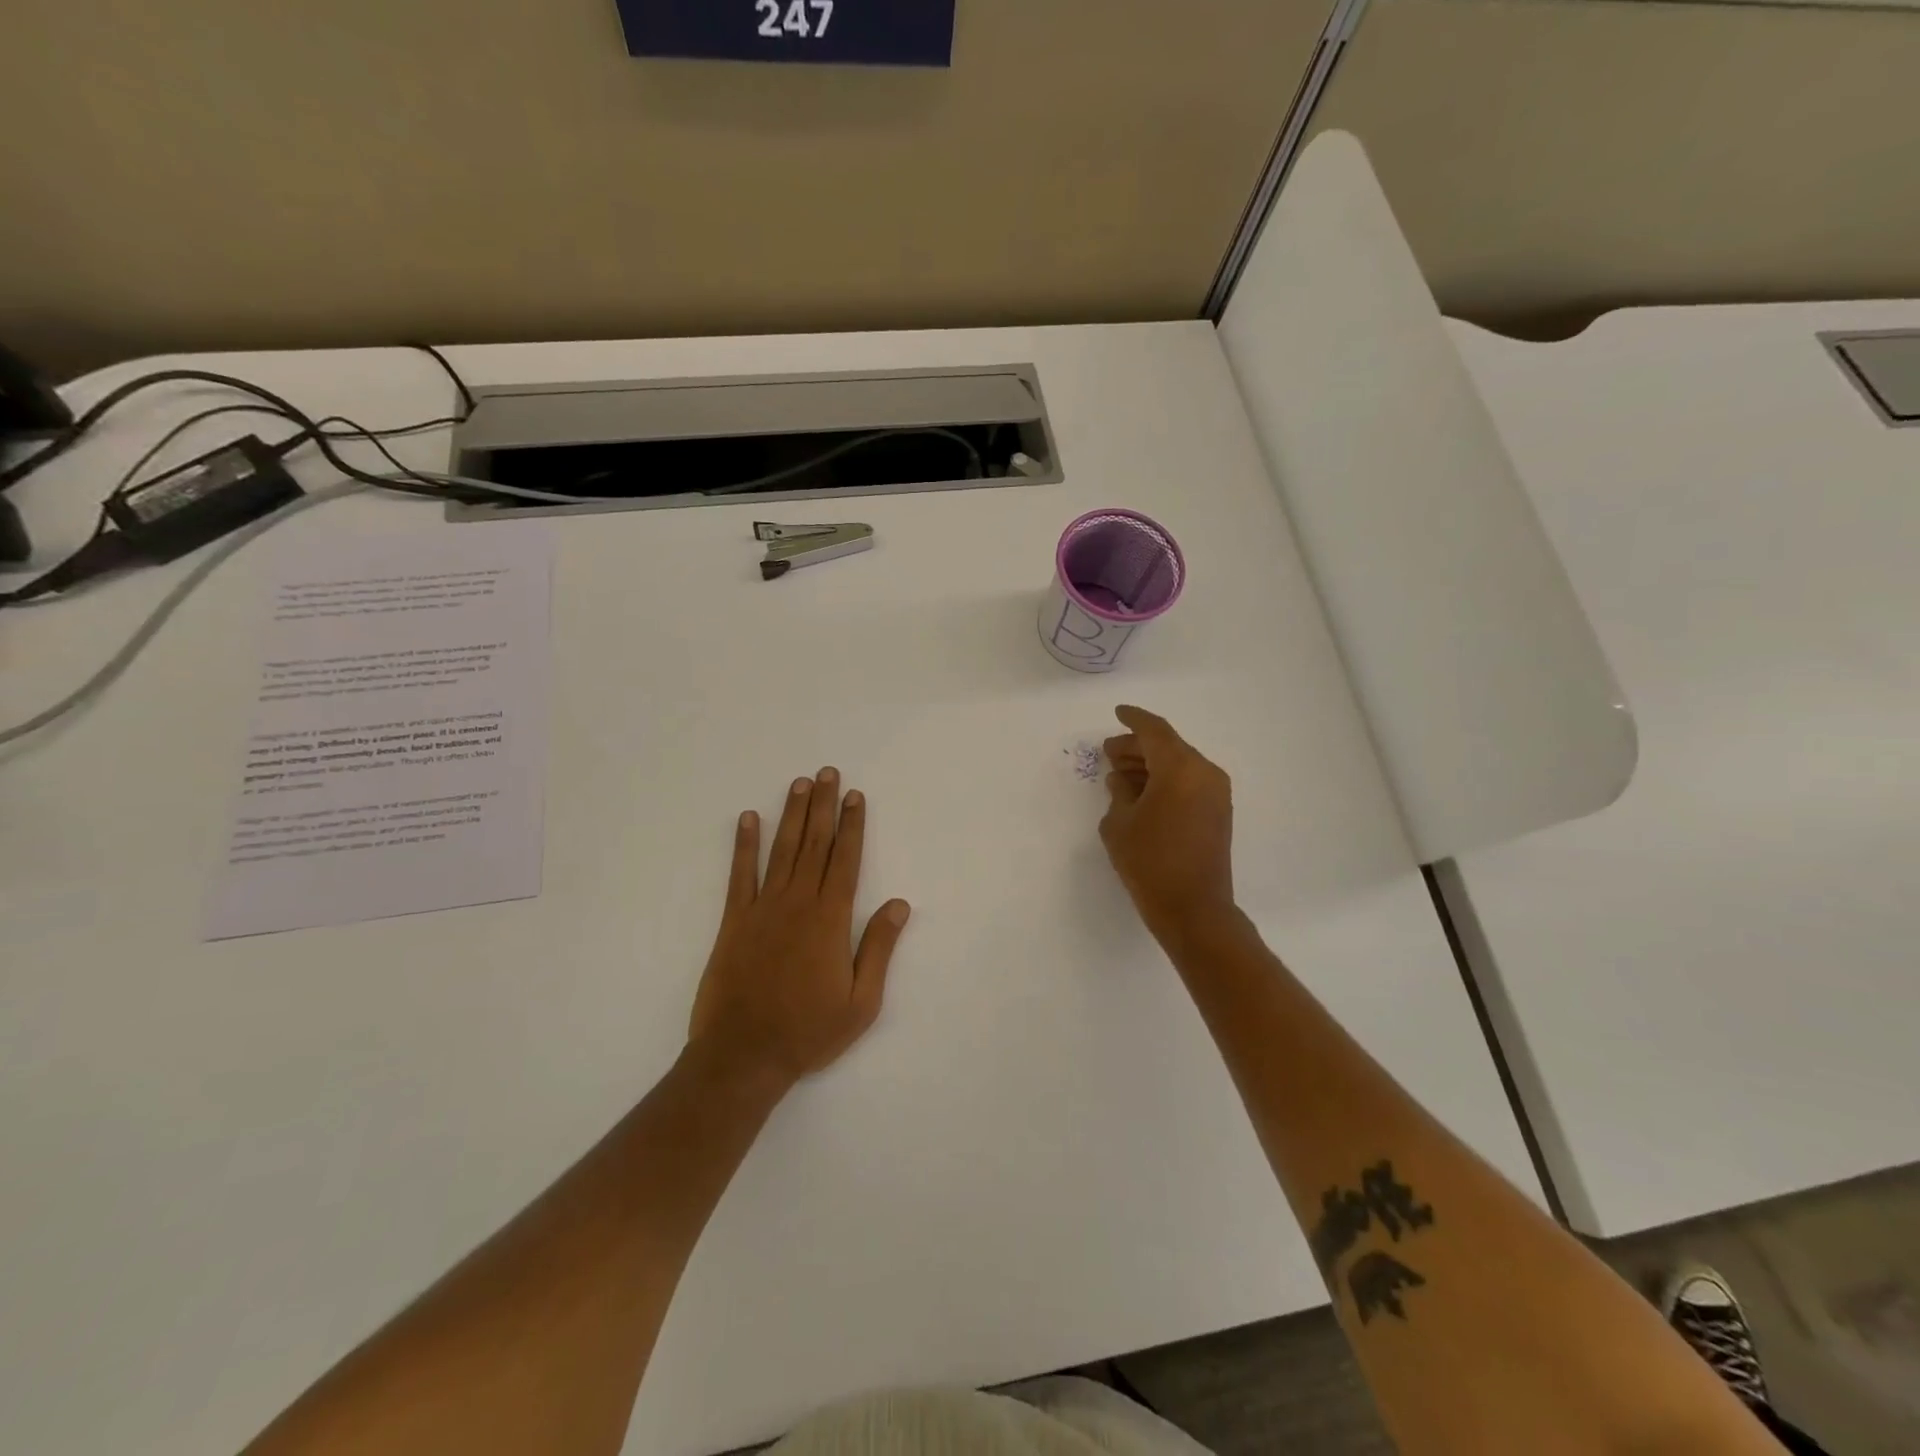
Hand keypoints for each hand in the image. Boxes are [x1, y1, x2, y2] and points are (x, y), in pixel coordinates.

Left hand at [688, 768, 911, 1094]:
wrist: (744, 1055)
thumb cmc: (809, 1031)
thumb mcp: (862, 1001)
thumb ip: (879, 948)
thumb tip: (900, 904)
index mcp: (831, 919)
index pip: (846, 860)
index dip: (852, 825)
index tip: (854, 796)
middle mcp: (798, 903)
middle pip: (815, 844)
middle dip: (823, 806)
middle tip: (826, 773)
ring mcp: (763, 909)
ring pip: (782, 850)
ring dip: (791, 815)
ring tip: (799, 784)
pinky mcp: (734, 921)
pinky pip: (740, 875)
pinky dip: (744, 845)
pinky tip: (748, 819)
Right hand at [1100, 706, 1236, 941]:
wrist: (1194, 909)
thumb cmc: (1150, 861)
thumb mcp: (1119, 823)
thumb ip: (1119, 792)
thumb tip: (1122, 780)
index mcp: (1181, 768)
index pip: (1154, 731)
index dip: (1133, 720)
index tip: (1118, 713)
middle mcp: (1205, 773)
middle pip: (1168, 747)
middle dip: (1137, 747)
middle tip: (1109, 752)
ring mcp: (1216, 794)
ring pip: (1179, 766)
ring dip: (1150, 765)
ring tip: (1119, 774)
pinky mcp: (1218, 814)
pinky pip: (1189, 784)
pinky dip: (1165, 781)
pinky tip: (1141, 793)